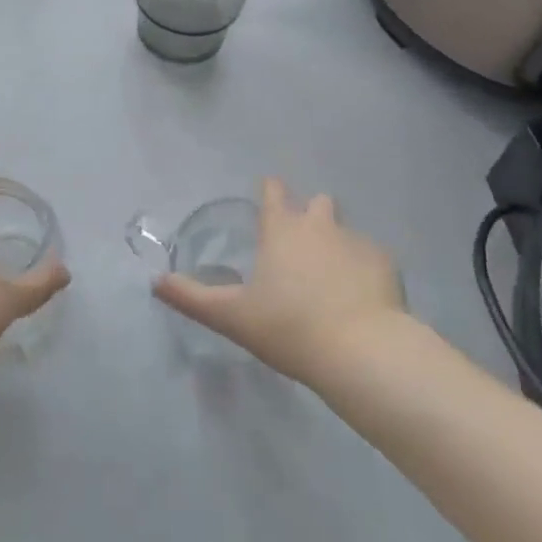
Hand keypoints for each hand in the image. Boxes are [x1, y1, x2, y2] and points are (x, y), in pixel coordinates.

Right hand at [154, 178, 406, 385]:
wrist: (361, 350)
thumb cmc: (289, 327)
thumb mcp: (232, 316)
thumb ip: (192, 297)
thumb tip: (154, 282)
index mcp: (282, 229)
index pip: (273, 191)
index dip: (270, 191)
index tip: (269, 195)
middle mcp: (320, 225)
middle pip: (317, 203)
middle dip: (310, 214)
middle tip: (302, 245)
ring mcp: (356, 241)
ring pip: (345, 230)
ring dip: (338, 244)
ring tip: (333, 277)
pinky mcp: (386, 264)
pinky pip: (372, 258)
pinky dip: (364, 270)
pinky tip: (361, 298)